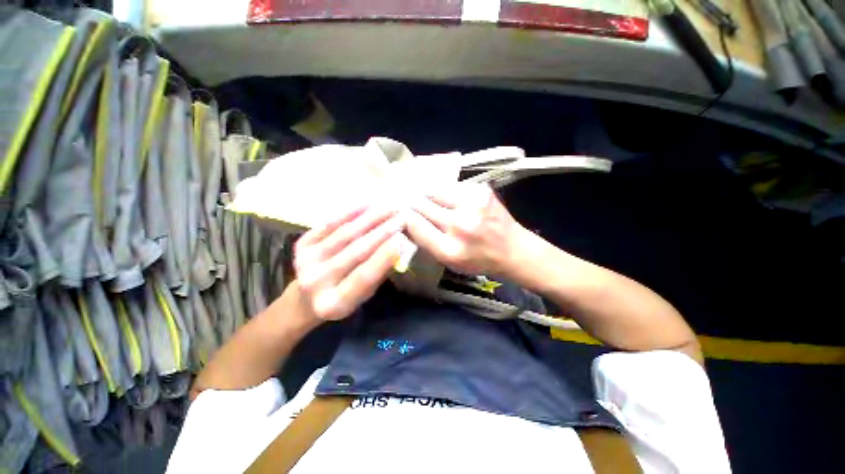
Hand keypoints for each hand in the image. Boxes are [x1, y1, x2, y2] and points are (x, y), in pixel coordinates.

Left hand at [294, 204, 405, 320]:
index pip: (364, 276)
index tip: (404, 238)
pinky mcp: (301, 244)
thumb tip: (400, 245)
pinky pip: (330, 223)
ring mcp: (305, 261)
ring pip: (345, 234)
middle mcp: (316, 282)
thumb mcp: (364, 295)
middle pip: (356, 251)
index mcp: (334, 304)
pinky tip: (369, 204)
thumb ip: (380, 272)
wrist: (305, 298)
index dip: (385, 256)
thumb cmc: (343, 298)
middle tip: (403, 217)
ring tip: (390, 207)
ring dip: (371, 218)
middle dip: (383, 231)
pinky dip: (351, 212)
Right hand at [405, 183, 523, 277]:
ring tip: (430, 200)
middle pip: (422, 204)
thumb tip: (405, 220)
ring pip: (435, 191)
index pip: (414, 225)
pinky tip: (450, 199)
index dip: (404, 217)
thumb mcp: (448, 262)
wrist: (513, 250)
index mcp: (450, 249)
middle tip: (408, 202)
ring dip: (428, 195)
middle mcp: (461, 225)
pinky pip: (452, 187)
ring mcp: (473, 204)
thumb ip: (426, 242)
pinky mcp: (482, 190)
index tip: (400, 213)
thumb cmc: (478, 260)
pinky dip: (446, 193)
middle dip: (413, 203)